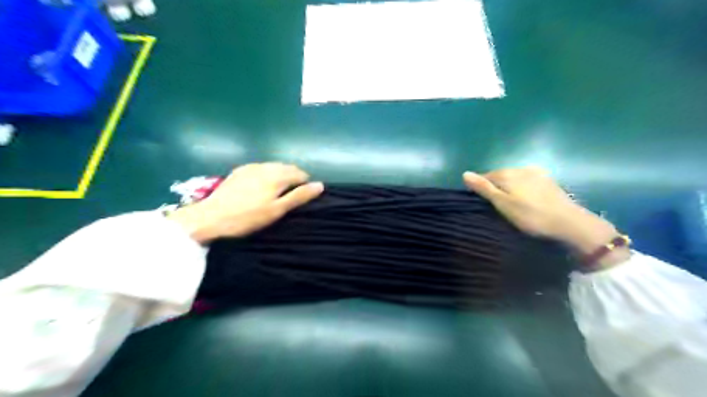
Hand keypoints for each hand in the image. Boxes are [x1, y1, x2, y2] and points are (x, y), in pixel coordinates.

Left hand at [169, 163, 324, 243]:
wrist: (211, 217)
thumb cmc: (248, 217)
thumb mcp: (277, 210)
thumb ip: (299, 196)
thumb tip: (320, 185)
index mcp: (277, 175)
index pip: (300, 174)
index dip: (305, 184)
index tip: (302, 198)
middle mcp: (266, 166)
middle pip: (287, 168)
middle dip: (294, 178)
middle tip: (291, 196)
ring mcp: (251, 167)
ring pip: (274, 166)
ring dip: (281, 175)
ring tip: (278, 192)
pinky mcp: (239, 171)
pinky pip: (261, 168)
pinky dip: (267, 174)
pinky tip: (261, 187)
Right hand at [466, 167, 629, 269]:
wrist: (569, 223)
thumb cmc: (530, 215)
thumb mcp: (502, 204)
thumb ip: (483, 188)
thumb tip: (464, 173)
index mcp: (507, 173)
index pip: (484, 176)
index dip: (480, 188)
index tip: (481, 203)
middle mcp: (520, 168)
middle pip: (499, 176)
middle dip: (495, 187)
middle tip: (496, 206)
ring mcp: (536, 173)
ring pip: (514, 178)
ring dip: (509, 187)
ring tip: (511, 204)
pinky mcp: (548, 180)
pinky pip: (527, 181)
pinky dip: (522, 188)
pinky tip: (526, 200)